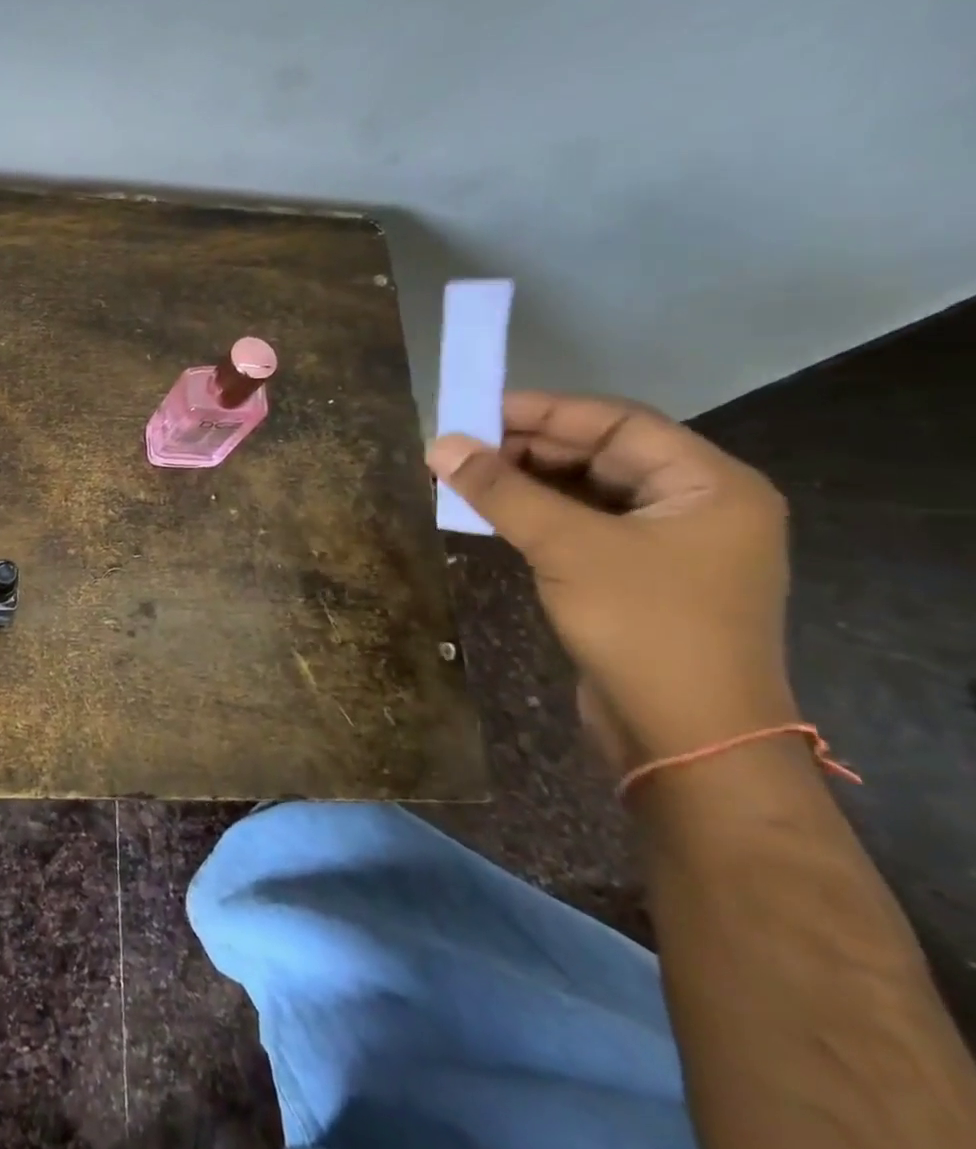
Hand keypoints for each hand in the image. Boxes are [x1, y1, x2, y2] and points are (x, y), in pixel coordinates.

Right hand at [427, 390, 797, 771]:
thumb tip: (439, 444)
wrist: (687, 738)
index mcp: (709, 484)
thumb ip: (501, 491)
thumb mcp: (566, 546)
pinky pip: (583, 526)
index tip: (476, 410)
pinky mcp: (639, 577)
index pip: (617, 423)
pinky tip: (491, 513)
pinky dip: (537, 515)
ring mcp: (669, 544)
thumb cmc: (643, 625)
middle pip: (602, 454)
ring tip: (464, 476)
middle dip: (528, 448)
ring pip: (587, 491)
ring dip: (526, 482)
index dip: (544, 411)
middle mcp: (697, 505)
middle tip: (461, 446)